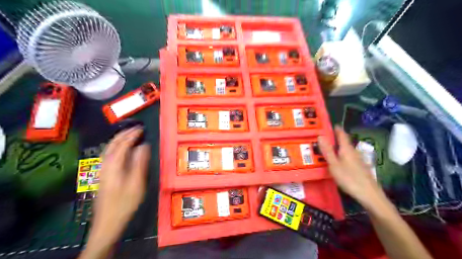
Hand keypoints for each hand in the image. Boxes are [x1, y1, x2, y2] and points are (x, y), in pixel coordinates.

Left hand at [90, 127, 148, 246]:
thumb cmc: (125, 203)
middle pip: (113, 144)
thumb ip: (140, 163)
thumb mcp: (137, 183)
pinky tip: (121, 150)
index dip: (132, 135)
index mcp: (114, 165)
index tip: (142, 129)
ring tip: (130, 135)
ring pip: (109, 149)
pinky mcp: (103, 175)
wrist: (108, 222)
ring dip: (119, 139)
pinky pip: (108, 155)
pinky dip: (116, 147)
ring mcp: (102, 170)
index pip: (123, 144)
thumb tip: (144, 146)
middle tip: (136, 129)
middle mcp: (105, 165)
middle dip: (124, 134)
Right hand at [318, 125, 382, 210]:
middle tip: (325, 137)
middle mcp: (354, 152)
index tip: (331, 124)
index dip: (337, 129)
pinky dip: (342, 155)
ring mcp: (358, 160)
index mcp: (347, 149)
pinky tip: (339, 161)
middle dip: (336, 138)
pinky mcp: (360, 168)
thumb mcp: (334, 165)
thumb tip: (320, 135)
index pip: (342, 134)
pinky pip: (349, 157)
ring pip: (347, 150)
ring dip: (339, 147)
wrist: (369, 194)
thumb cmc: (349, 178)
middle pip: (345, 142)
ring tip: (330, 148)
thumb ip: (327, 151)